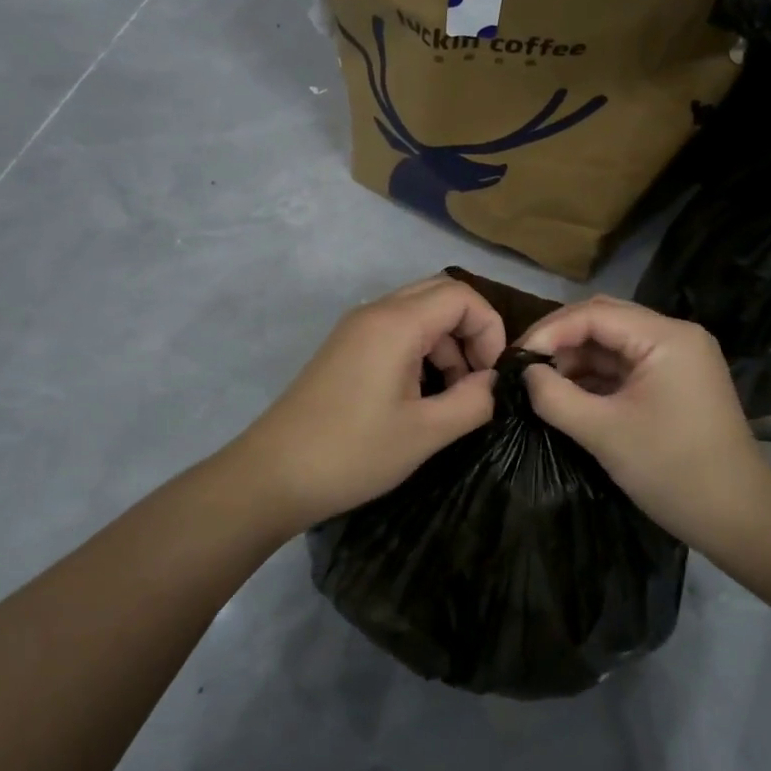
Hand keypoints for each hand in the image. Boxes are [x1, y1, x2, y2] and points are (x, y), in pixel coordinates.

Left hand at [227, 275, 506, 533]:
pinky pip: (396, 332)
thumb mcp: (425, 432)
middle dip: (470, 332)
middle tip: (478, 380)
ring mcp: (356, 329)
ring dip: (447, 345)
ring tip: (453, 397)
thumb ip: (474, 401)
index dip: (490, 329)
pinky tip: (423, 396)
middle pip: (440, 295)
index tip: (494, 376)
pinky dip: (421, 352)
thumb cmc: (353, 453)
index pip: (462, 295)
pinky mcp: (345, 349)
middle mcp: (375, 312)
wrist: (273, 475)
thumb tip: (497, 382)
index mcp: (396, 323)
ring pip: (419, 313)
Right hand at [520, 297, 770, 546]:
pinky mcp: (674, 383)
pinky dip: (595, 378)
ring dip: (576, 360)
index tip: (515, 358)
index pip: (595, 314)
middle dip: (560, 340)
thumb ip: (555, 397)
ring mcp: (677, 360)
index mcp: (666, 337)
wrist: (738, 518)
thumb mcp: (604, 432)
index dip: (550, 330)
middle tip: (523, 366)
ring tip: (539, 383)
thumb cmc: (672, 470)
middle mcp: (675, 337)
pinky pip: (626, 367)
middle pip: (605, 321)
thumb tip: (525, 373)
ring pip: (613, 344)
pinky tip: (567, 394)